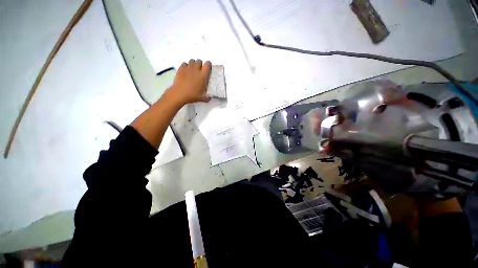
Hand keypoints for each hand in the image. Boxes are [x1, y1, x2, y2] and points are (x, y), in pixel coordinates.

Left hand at [166, 59, 211, 105]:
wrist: (179, 94)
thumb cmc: (192, 95)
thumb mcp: (202, 98)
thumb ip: (207, 97)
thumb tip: (209, 98)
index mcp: (203, 75)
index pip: (207, 64)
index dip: (208, 65)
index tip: (208, 68)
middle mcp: (196, 69)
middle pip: (199, 61)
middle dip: (200, 64)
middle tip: (200, 71)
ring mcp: (187, 68)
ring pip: (192, 61)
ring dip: (193, 64)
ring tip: (193, 70)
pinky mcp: (180, 69)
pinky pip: (184, 63)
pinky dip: (186, 66)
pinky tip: (186, 71)